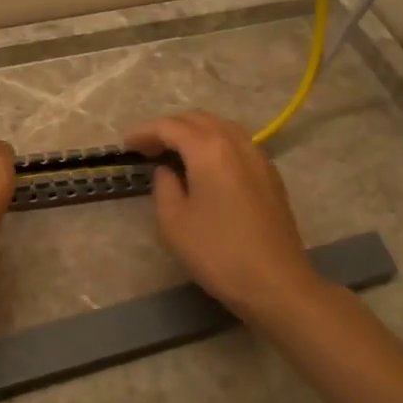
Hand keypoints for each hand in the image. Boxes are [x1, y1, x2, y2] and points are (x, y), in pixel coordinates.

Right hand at [124, 110, 323, 321]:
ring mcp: (258, 157)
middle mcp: (236, 143)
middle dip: (169, 128)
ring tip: (174, 154)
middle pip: (198, 120)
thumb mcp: (174, 222)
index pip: (170, 127)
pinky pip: (238, 144)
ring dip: (194, 133)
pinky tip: (206, 167)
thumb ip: (164, 186)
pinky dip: (215, 145)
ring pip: (221, 128)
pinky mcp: (271, 175)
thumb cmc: (218, 253)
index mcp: (209, 149)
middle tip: (147, 148)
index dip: (144, 131)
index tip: (125, 144)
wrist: (276, 283)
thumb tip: (167, 170)